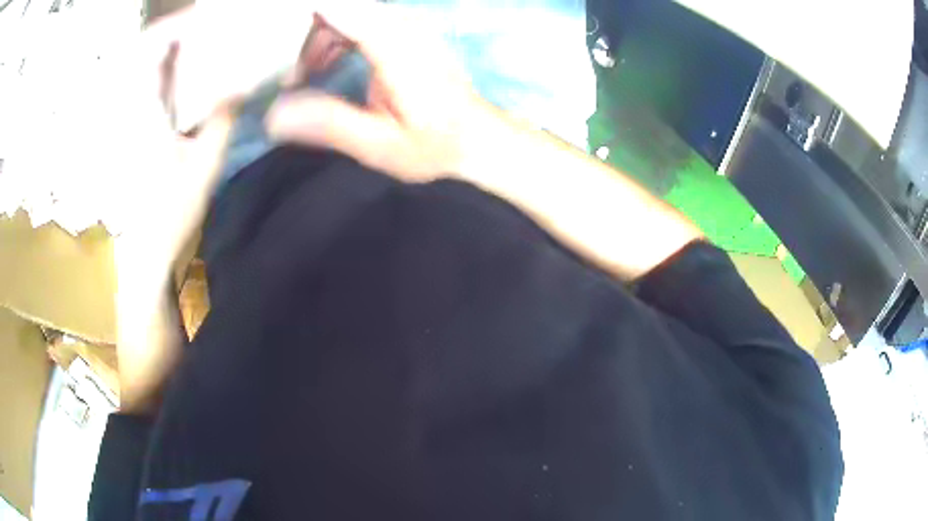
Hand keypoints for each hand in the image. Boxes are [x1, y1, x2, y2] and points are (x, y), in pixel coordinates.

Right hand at [266, 4, 492, 181]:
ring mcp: (407, 27)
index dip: (300, 12)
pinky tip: (326, 67)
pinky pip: (361, 21)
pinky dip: (336, 38)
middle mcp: (402, 27)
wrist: (478, 139)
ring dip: (318, 37)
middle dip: (304, 33)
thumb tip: (274, 115)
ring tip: (304, 77)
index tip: (270, 27)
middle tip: (289, 74)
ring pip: (348, 12)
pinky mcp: (406, 34)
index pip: (338, 8)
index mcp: (394, 47)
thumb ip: (328, 124)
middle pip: (339, 7)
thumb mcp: (378, 145)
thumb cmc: (433, 146)